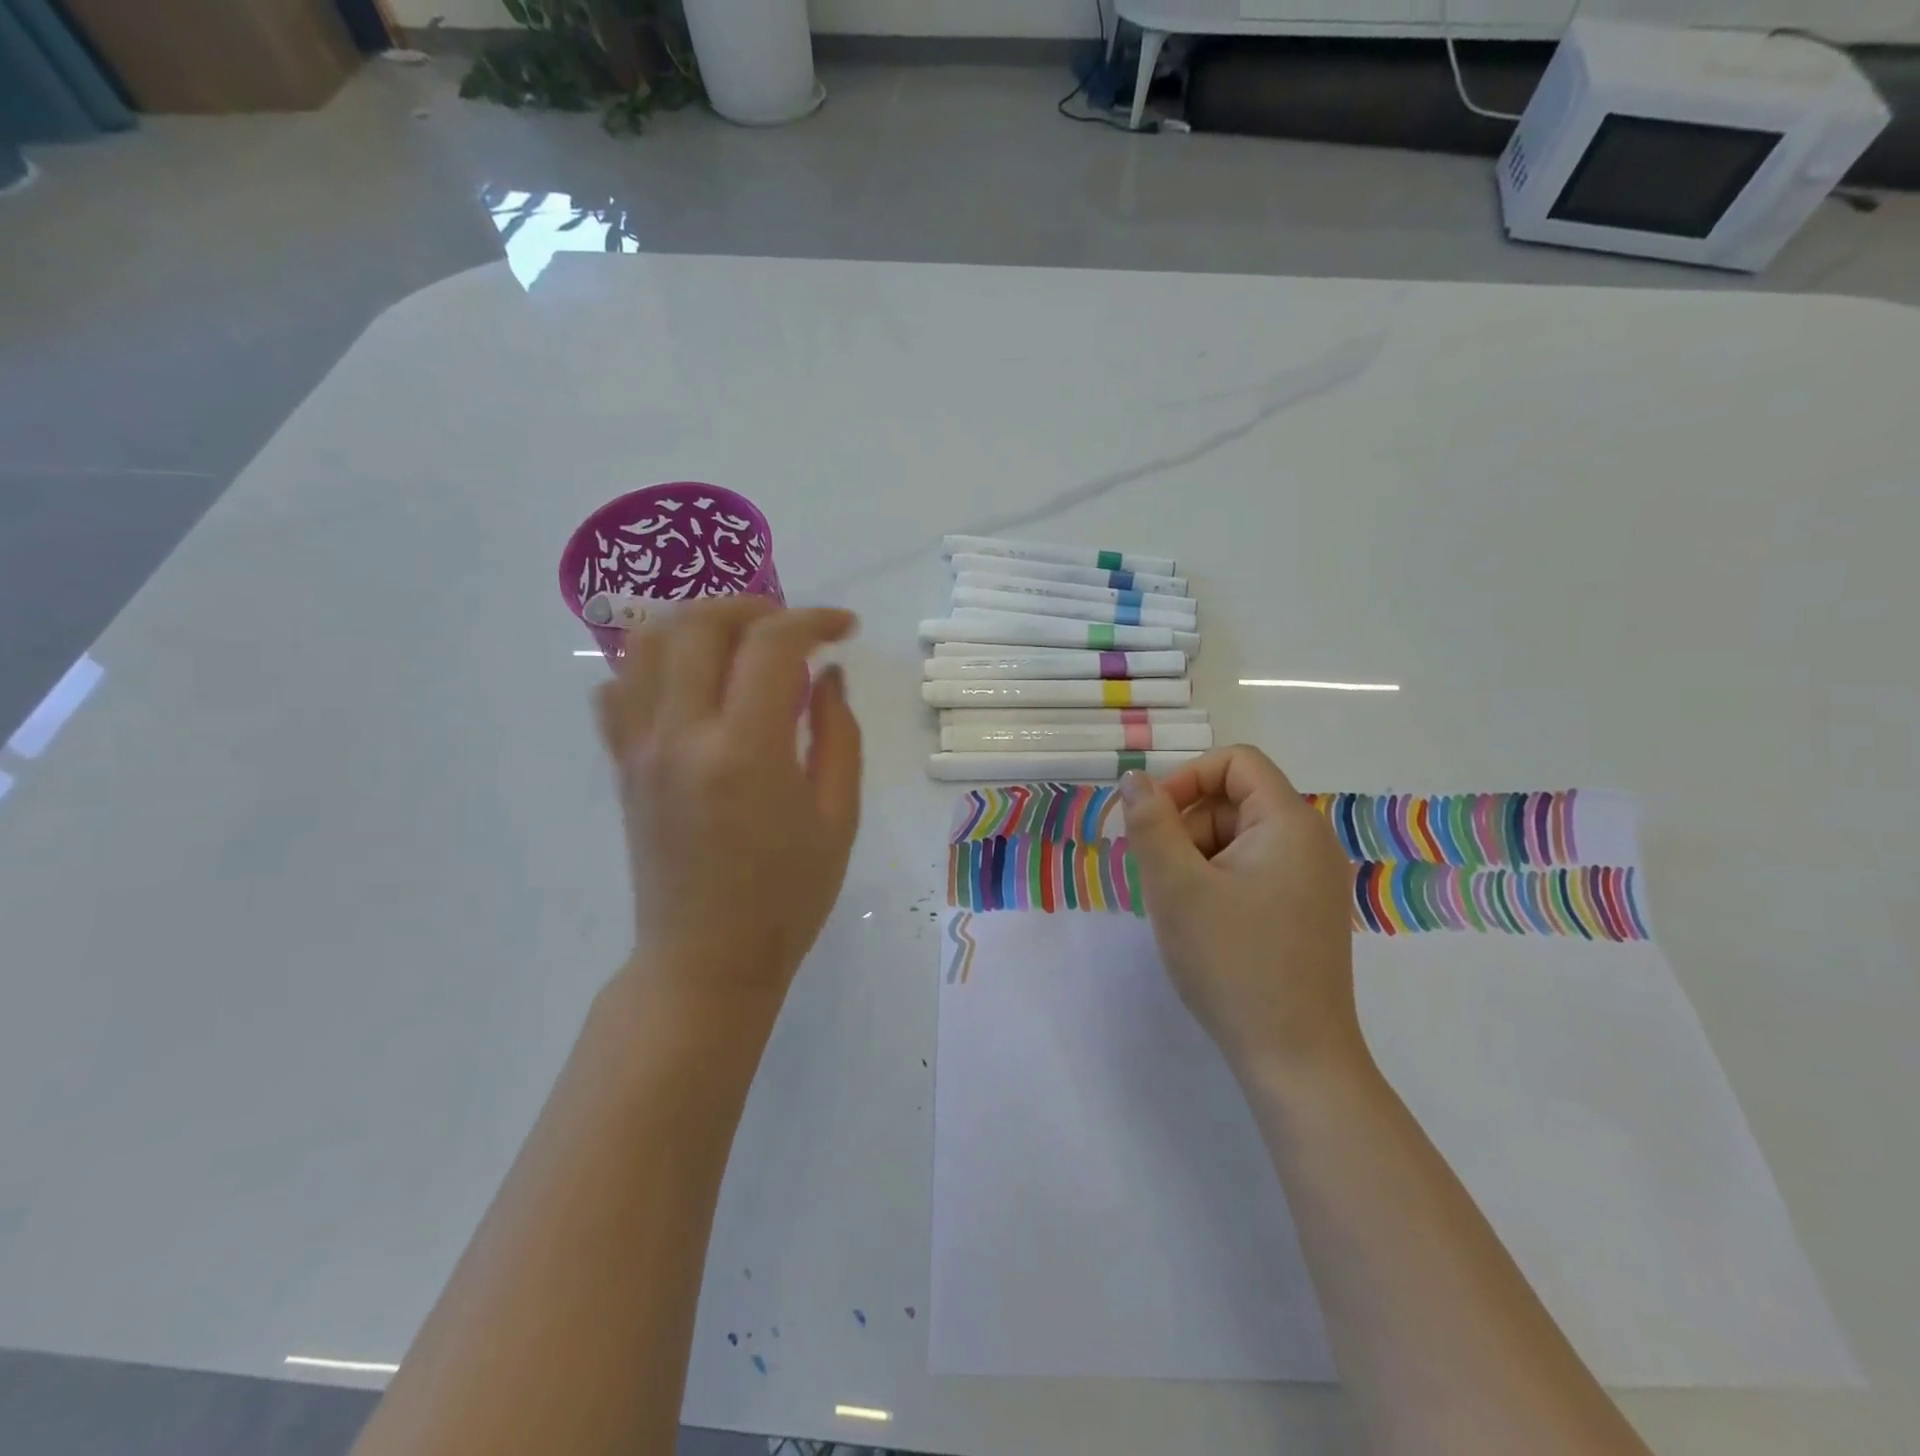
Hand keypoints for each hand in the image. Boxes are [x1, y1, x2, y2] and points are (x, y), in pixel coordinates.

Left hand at [594, 598, 862, 1011]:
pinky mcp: (622, 766)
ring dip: (699, 623)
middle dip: (754, 607)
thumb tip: (828, 674)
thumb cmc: (788, 897)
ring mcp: (641, 749)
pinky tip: (692, 685)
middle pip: (700, 623)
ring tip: (741, 642)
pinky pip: (618, 690)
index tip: (844, 629)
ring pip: (647, 643)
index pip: (772, 644)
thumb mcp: (837, 817)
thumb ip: (837, 734)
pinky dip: (653, 665)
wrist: (706, 961)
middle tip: (793, 628)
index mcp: (746, 752)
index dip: (814, 620)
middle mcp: (683, 735)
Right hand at [1120, 748, 1366, 1085]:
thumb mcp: (1176, 887)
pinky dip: (1217, 882)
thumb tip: (1135, 779)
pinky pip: (1252, 870)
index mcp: (1289, 824)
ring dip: (1197, 858)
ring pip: (1238, 839)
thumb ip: (1151, 823)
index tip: (1152, 822)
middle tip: (1160, 878)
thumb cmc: (1231, 962)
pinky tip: (1203, 924)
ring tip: (1180, 908)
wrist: (1294, 1058)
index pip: (1236, 762)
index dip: (1186, 779)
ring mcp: (1312, 880)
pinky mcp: (1305, 911)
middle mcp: (1310, 842)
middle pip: (1234, 801)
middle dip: (1187, 827)